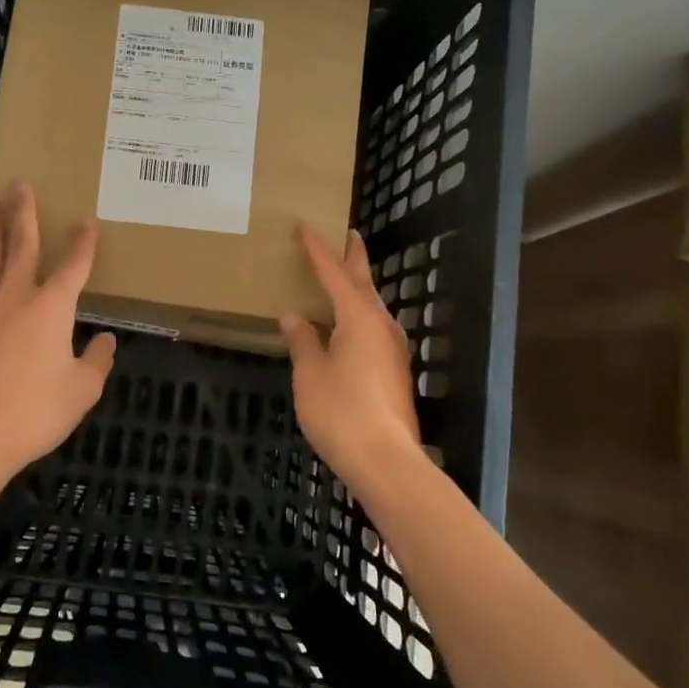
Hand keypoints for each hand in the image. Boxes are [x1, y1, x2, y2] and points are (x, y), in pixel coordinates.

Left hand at [0, 181, 115, 484]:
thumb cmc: (33, 413)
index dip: (83, 242)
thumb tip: (107, 340)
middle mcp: (15, 297)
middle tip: (20, 182)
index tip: (87, 220)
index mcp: (52, 309)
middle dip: (23, 212)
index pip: (73, 265)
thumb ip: (96, 362)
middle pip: (21, 245)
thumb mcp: (81, 392)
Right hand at [280, 223, 421, 483]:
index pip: (334, 273)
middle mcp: (381, 326)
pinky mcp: (393, 371)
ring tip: (341, 276)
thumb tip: (295, 317)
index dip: (317, 250)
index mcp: (359, 317)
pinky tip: (345, 326)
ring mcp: (392, 349)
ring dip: (357, 287)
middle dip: (353, 258)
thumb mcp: (310, 373)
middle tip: (346, 234)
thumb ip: (303, 341)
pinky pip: (373, 328)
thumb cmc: (341, 411)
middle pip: (364, 283)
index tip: (305, 226)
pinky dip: (358, 314)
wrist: (385, 460)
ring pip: (372, 306)